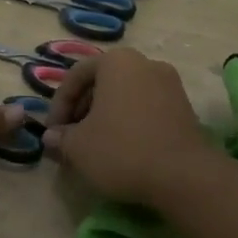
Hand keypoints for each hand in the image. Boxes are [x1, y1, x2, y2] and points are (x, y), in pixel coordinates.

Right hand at [41, 49, 209, 204]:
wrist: (184, 176)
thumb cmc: (122, 150)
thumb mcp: (78, 147)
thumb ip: (61, 138)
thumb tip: (52, 137)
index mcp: (117, 62)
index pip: (76, 75)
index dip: (59, 104)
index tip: (53, 131)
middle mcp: (145, 63)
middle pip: (102, 82)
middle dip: (82, 110)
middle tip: (71, 138)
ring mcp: (170, 84)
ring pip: (125, 96)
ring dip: (105, 117)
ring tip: (94, 147)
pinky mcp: (185, 108)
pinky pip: (146, 108)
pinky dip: (129, 123)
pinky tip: (122, 150)